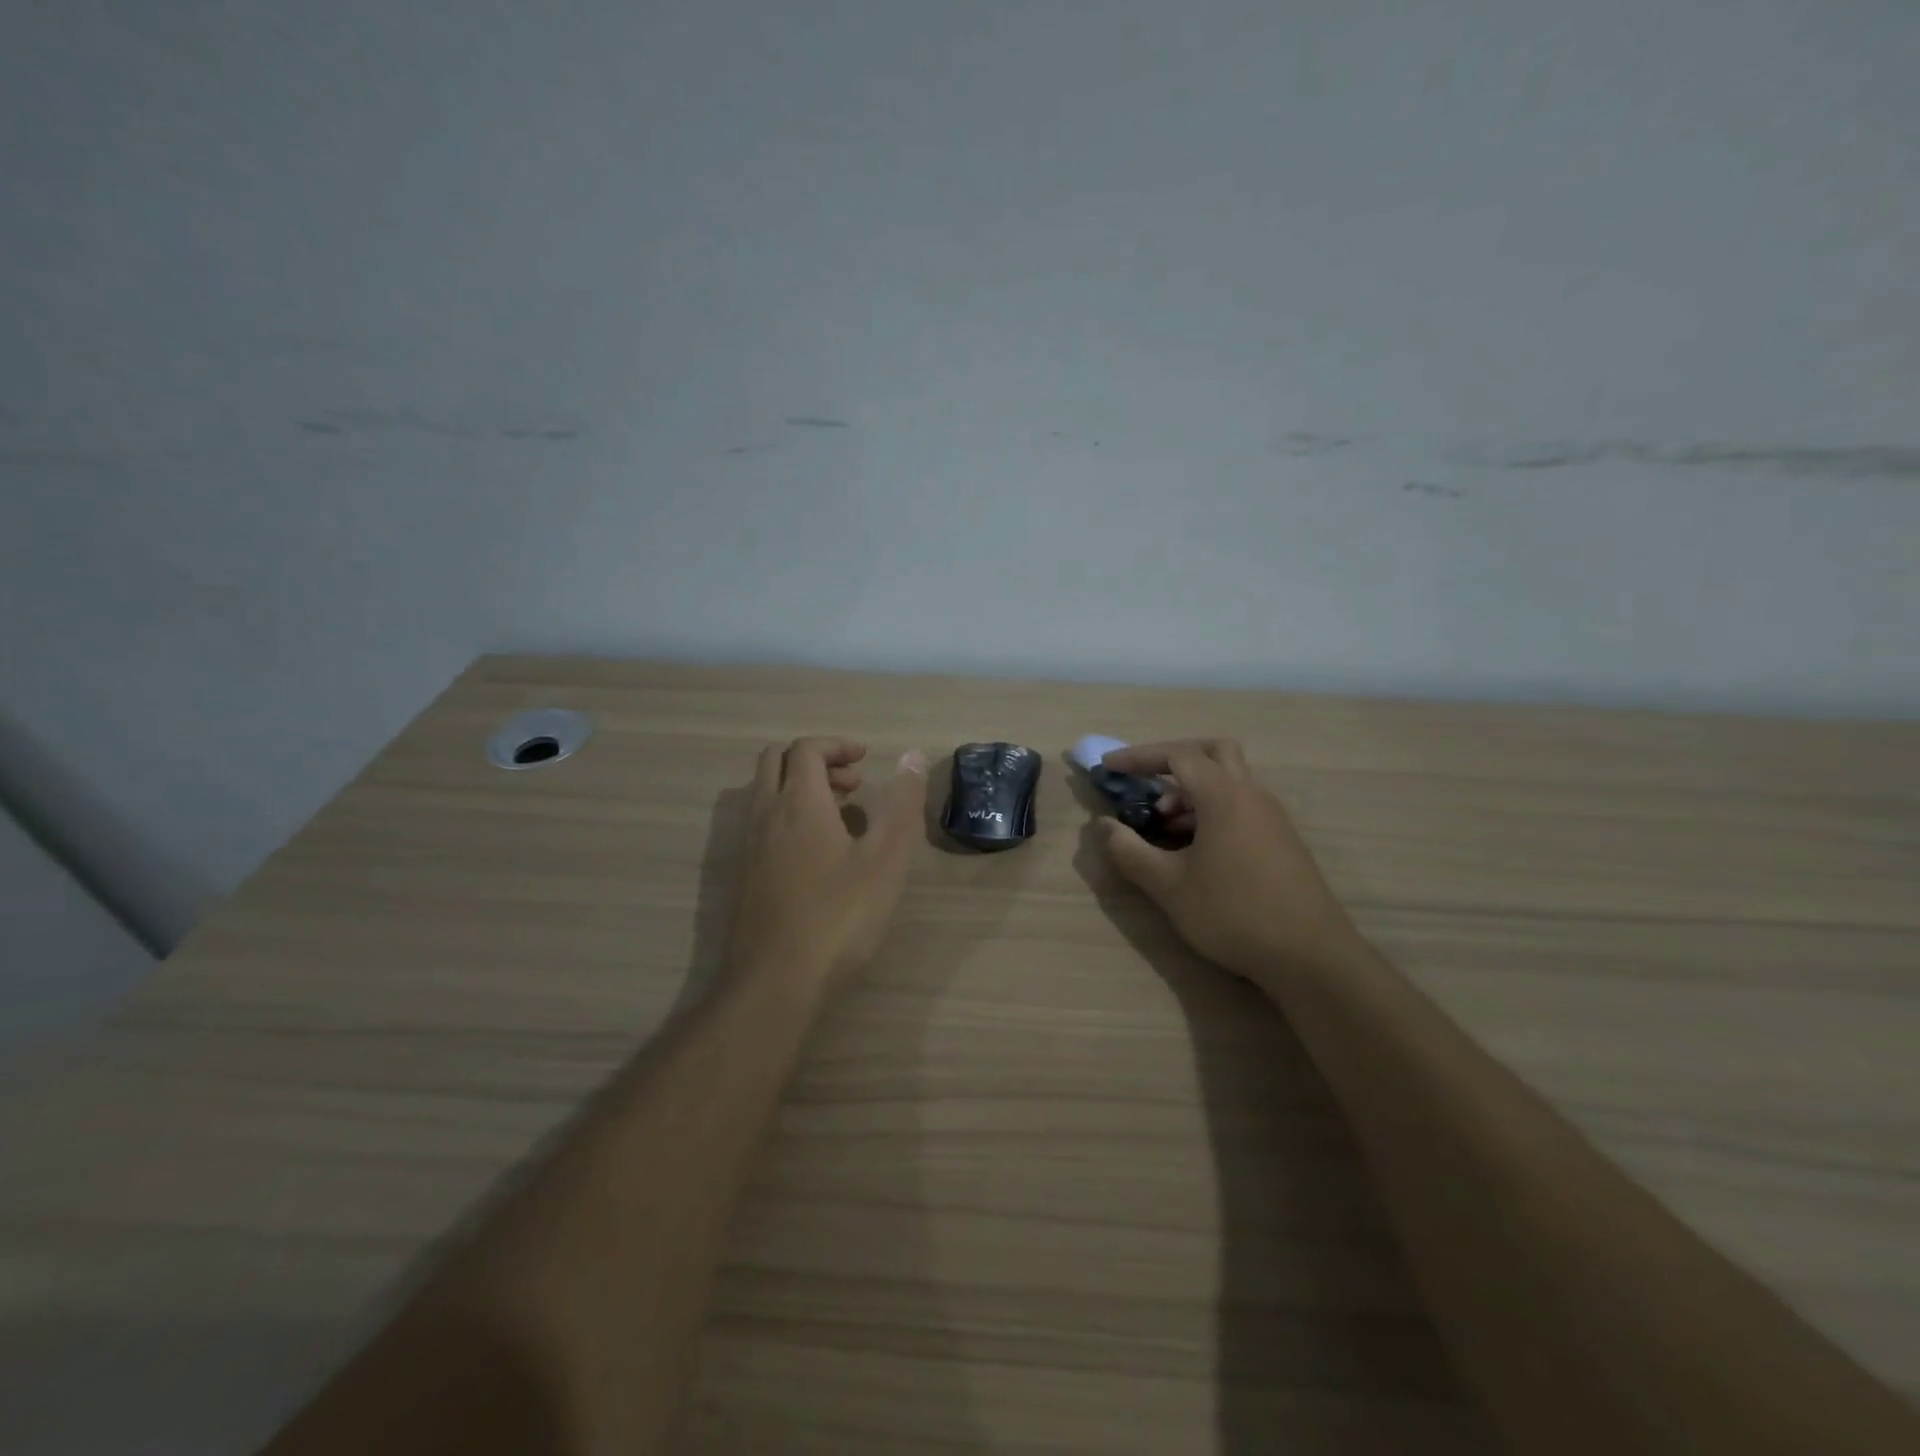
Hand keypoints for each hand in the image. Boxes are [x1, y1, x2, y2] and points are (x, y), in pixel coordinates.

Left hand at [729, 737, 927, 997]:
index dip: (837, 745)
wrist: (774, 983)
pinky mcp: (742, 875)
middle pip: (776, 760)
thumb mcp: (885, 861)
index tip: (866, 759)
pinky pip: (762, 822)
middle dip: (816, 760)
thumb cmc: (838, 918)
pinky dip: (788, 815)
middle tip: (854, 783)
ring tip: (842, 816)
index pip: (806, 748)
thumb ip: (901, 805)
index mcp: (798, 803)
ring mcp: (747, 846)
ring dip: (800, 787)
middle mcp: (764, 815)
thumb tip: (910, 756)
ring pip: (766, 792)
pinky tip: (818, 855)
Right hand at [1096, 739, 1360, 985]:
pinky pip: (1242, 805)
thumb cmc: (1233, 914)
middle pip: (1214, 752)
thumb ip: (1129, 851)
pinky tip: (1196, 849)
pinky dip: (1213, 810)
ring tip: (1165, 825)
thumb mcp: (1168, 886)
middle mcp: (1252, 795)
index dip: (1138, 756)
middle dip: (1175, 759)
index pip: (1177, 755)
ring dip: (1193, 790)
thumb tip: (1102, 825)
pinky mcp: (1283, 841)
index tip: (1108, 767)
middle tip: (1148, 783)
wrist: (1310, 956)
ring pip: (1230, 780)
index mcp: (1224, 796)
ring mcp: (1273, 817)